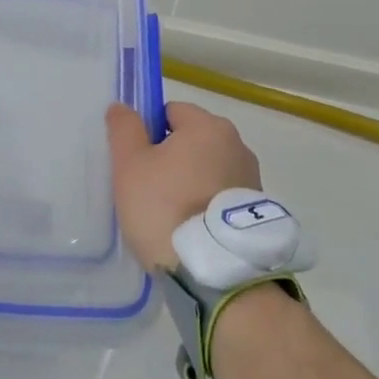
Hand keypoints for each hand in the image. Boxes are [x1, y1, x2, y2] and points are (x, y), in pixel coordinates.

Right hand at [106, 100, 262, 271]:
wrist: (215, 272)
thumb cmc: (166, 207)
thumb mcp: (131, 166)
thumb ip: (125, 129)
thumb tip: (121, 106)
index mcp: (208, 126)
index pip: (172, 111)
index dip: (150, 132)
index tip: (138, 163)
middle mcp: (237, 144)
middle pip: (192, 141)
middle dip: (171, 159)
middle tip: (148, 190)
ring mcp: (251, 178)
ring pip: (207, 169)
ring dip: (191, 182)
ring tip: (171, 217)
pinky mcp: (257, 211)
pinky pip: (221, 195)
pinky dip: (207, 205)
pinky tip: (191, 230)